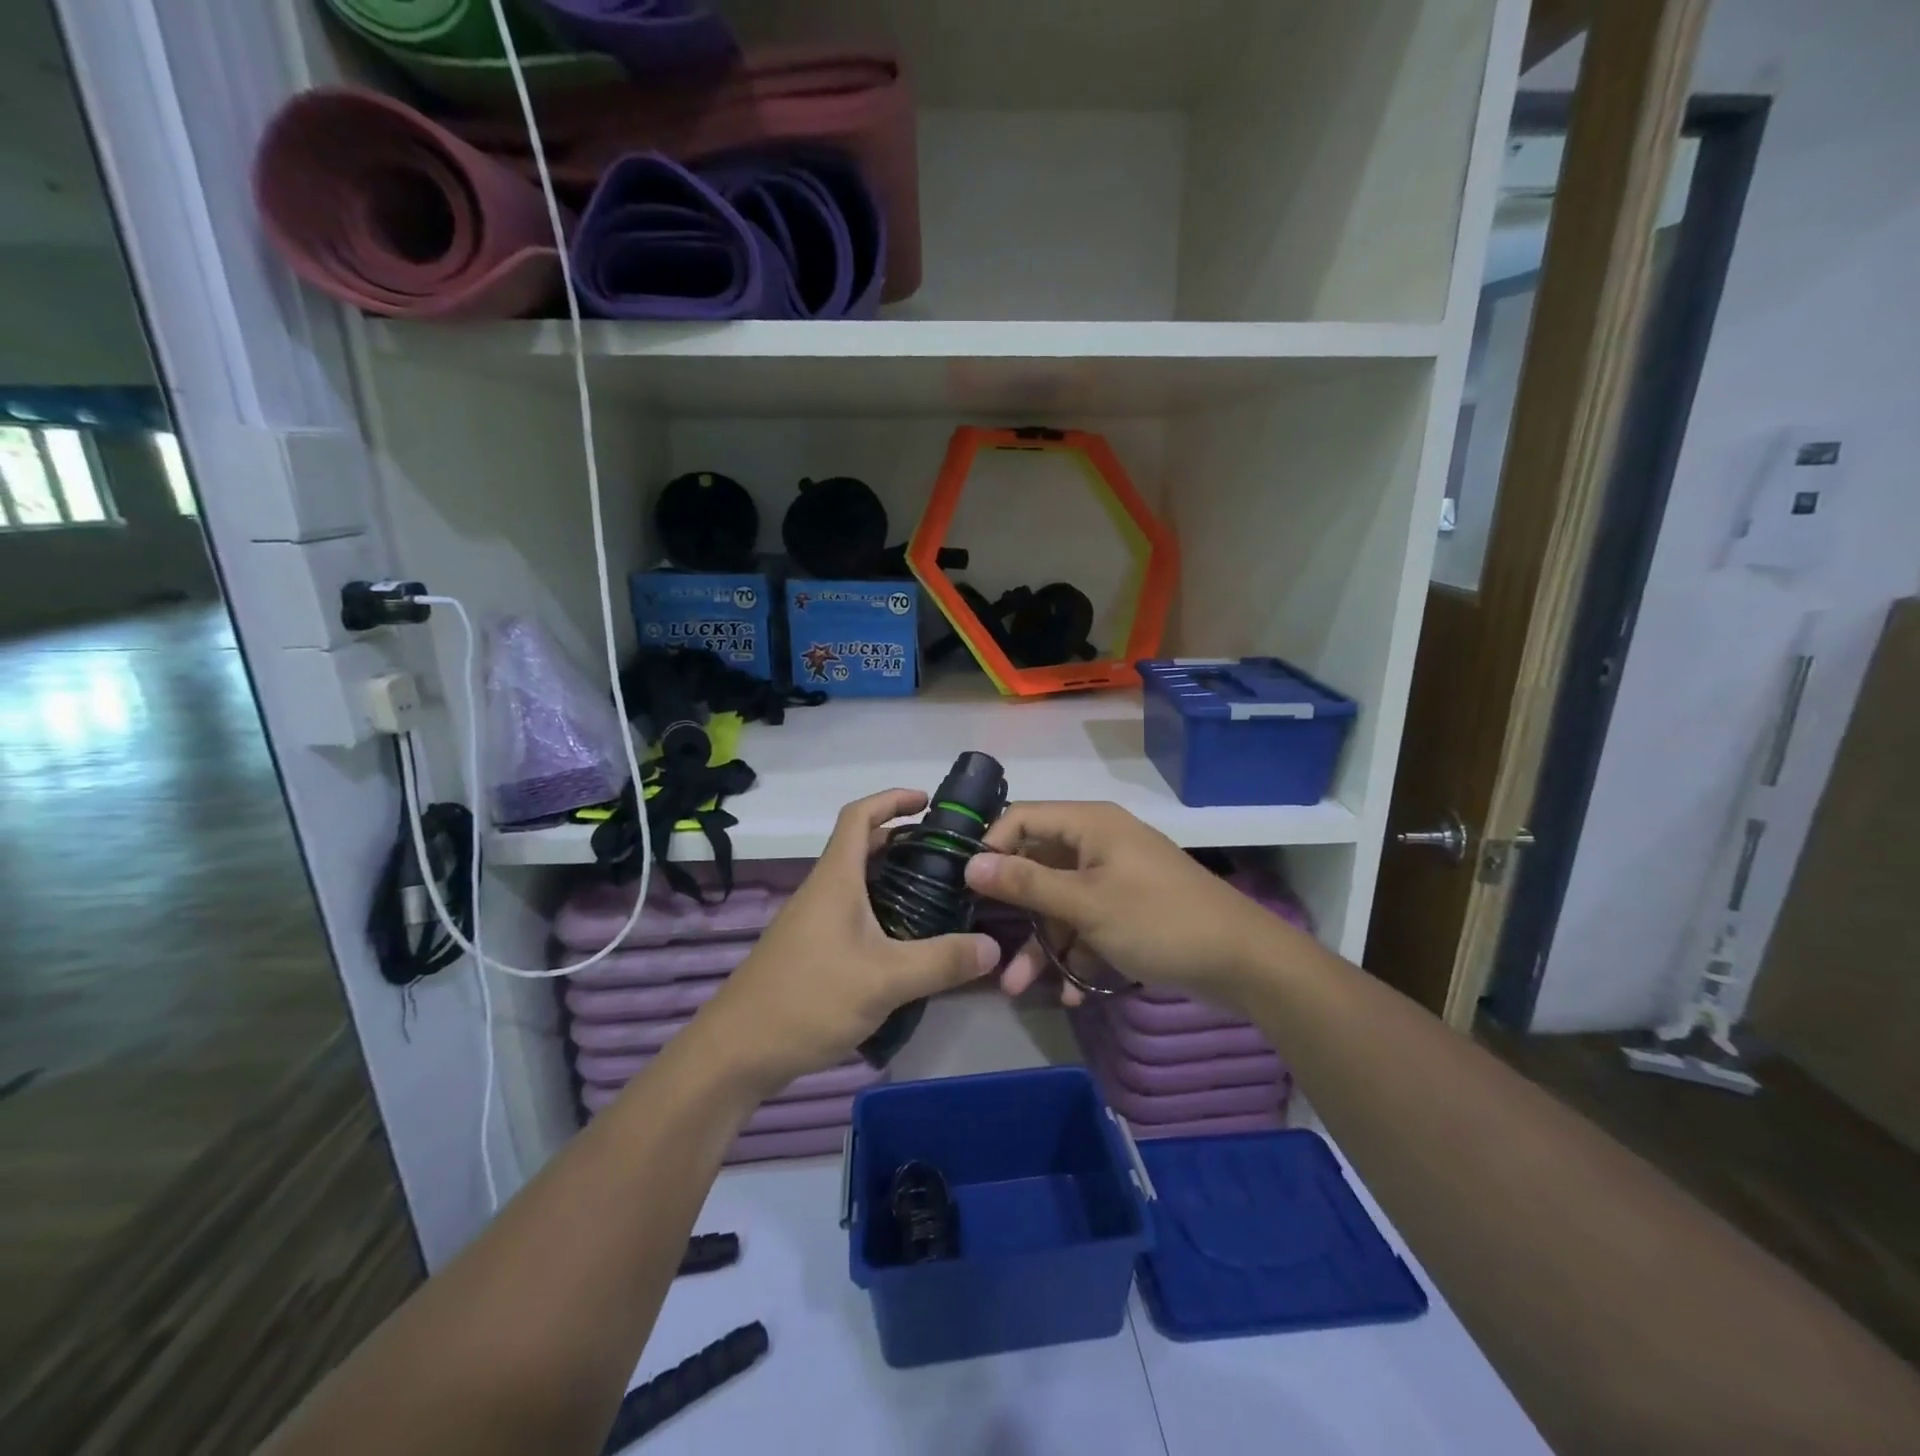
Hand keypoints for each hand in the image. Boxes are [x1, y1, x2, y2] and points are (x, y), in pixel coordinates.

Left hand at [695, 790, 999, 1096]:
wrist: (737, 1052)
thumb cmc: (809, 999)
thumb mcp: (885, 980)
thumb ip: (942, 961)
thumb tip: (994, 946)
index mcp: (835, 879)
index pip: (859, 815)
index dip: (891, 799)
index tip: (928, 801)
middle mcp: (822, 891)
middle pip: (861, 846)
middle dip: (903, 840)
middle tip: (947, 854)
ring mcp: (813, 921)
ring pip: (858, 882)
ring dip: (893, 877)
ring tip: (938, 894)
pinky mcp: (811, 950)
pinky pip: (853, 913)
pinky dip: (882, 910)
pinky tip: (906, 941)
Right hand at [964, 802, 1285, 1009]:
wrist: (1244, 962)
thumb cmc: (1159, 920)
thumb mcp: (1087, 904)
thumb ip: (1027, 883)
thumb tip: (971, 863)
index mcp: (1090, 825)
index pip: (1021, 818)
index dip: (991, 847)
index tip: (966, 888)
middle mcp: (1098, 844)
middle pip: (1038, 867)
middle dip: (1014, 912)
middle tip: (986, 945)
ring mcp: (1115, 879)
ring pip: (1060, 904)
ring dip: (1041, 944)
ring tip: (1017, 987)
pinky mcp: (1128, 911)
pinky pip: (1087, 925)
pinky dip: (1075, 955)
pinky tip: (1070, 991)